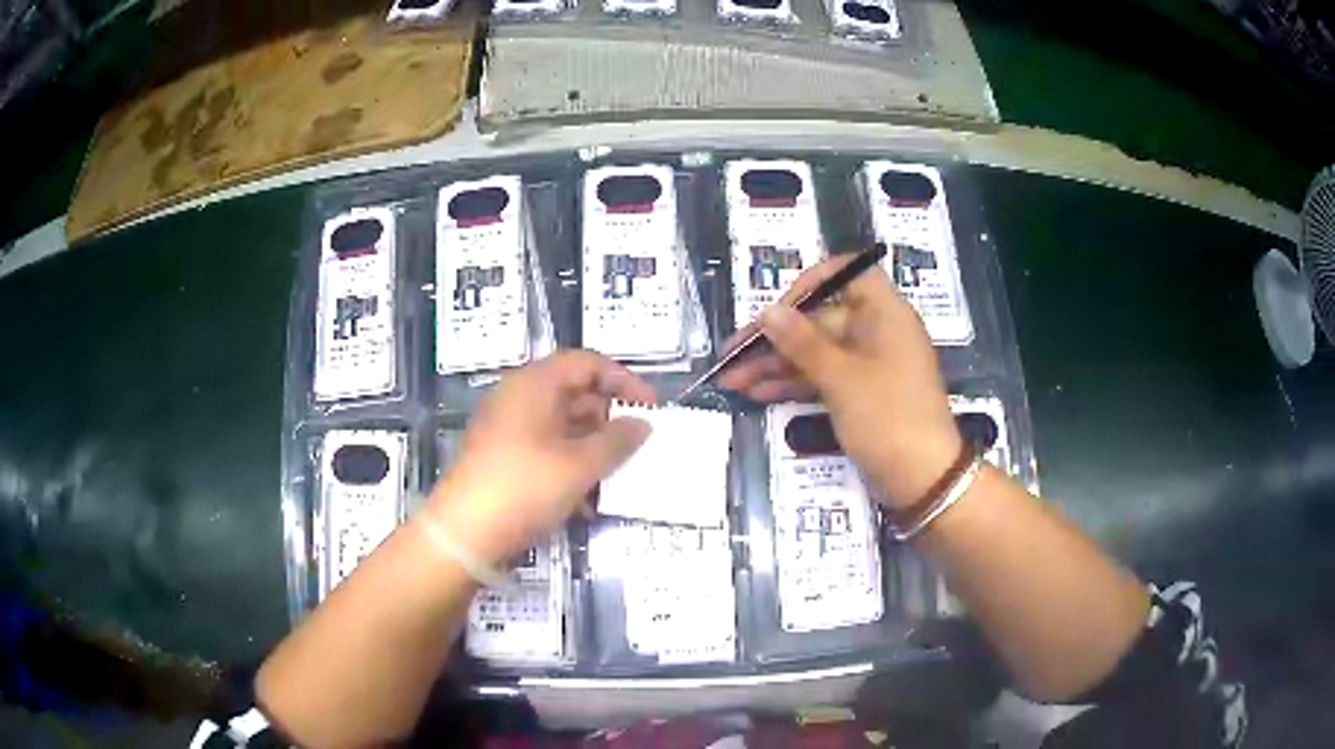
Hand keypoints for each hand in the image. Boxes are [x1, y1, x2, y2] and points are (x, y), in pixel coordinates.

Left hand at [426, 350, 655, 563]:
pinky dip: (569, 467)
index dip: (623, 380)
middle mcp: (517, 398)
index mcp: (534, 384)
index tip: (650, 407)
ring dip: (592, 449)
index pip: (586, 363)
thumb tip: (642, 423)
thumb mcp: (579, 465)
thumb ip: (617, 440)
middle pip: (573, 393)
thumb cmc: (525, 487)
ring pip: (561, 427)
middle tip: (637, 445)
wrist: (465, 533)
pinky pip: (545, 451)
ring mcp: (506, 429)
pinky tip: (587, 502)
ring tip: (616, 477)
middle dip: (608, 419)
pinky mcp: (502, 459)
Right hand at [719, 255, 962, 509]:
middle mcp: (877, 332)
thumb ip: (802, 343)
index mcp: (885, 313)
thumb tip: (768, 312)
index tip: (779, 307)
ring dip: (776, 365)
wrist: (923, 480)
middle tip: (731, 356)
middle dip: (776, 339)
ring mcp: (869, 365)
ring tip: (732, 380)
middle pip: (821, 320)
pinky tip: (757, 393)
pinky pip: (823, 378)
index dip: (812, 282)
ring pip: (816, 353)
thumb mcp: (841, 378)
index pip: (849, 273)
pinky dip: (794, 384)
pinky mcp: (861, 394)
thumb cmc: (888, 417)